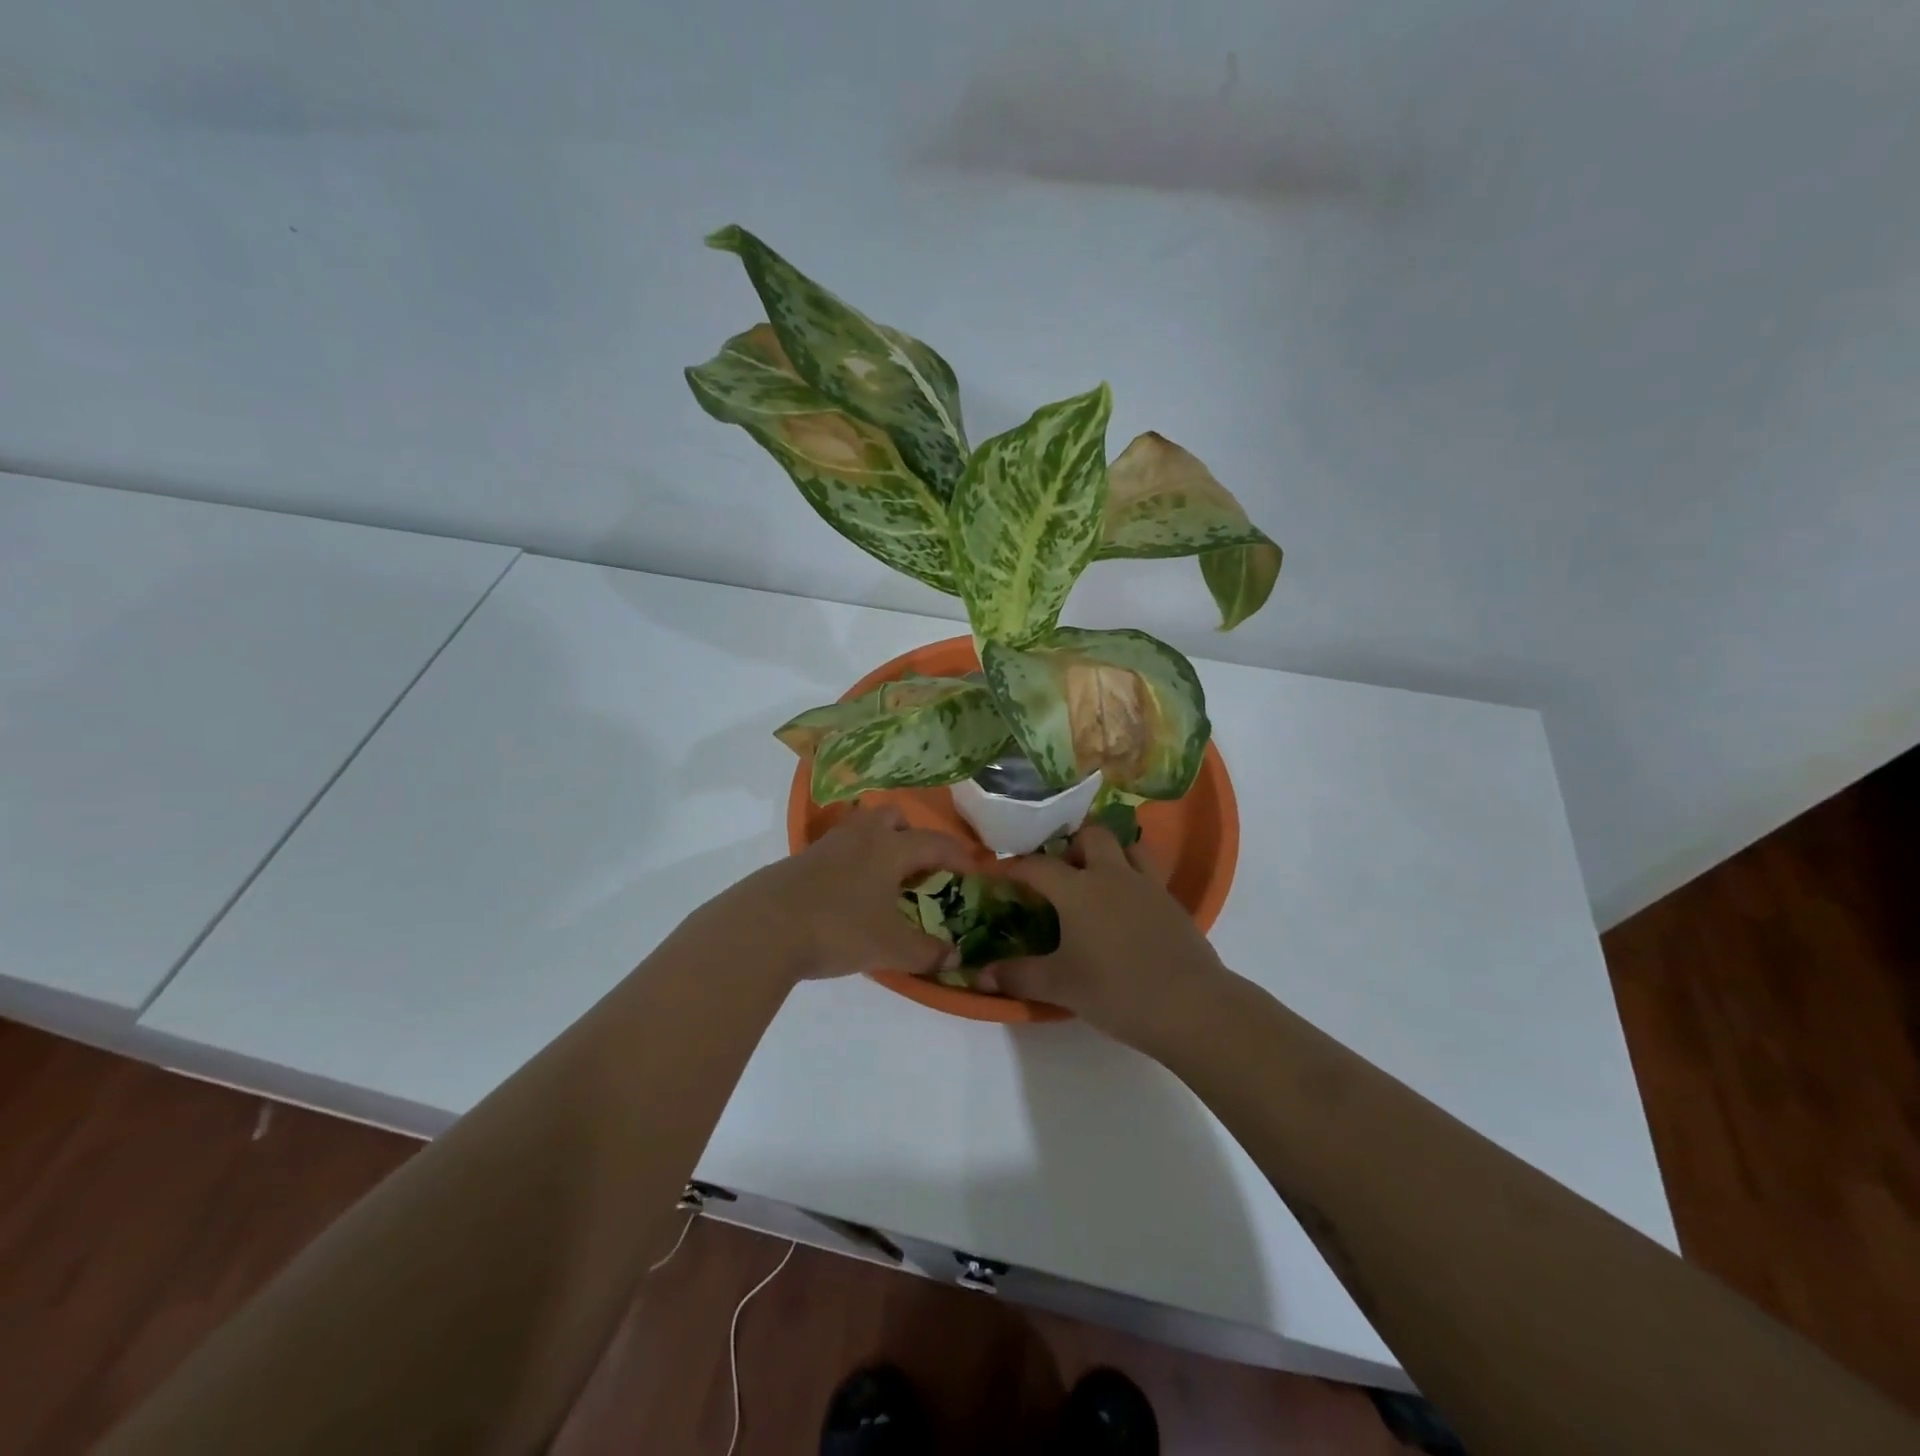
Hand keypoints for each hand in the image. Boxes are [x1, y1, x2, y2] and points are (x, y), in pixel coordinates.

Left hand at [696, 805, 978, 984]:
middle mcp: (861, 837)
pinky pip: (839, 850)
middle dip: (911, 834)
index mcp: (890, 848)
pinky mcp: (800, 861)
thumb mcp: (890, 948)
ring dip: (879, 846)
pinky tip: (849, 895)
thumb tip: (954, 957)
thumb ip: (926, 952)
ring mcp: (827, 846)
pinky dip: (853, 864)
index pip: (934, 842)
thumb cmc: (839, 928)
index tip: (974, 867)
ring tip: (885, 881)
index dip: (958, 854)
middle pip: (891, 816)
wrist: (765, 927)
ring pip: (861, 829)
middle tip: (919, 866)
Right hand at [976, 824, 1229, 1046]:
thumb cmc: (1116, 990)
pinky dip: (1133, 877)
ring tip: (1097, 876)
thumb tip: (979, 976)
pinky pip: (1149, 873)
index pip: (1038, 865)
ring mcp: (1147, 885)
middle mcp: (1112, 875)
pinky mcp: (1172, 902)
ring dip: (1110, 852)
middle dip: (1071, 844)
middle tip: (1059, 869)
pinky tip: (1128, 905)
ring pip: (1128, 846)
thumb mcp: (1060, 986)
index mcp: (1078, 890)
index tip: (999, 869)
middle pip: (1091, 835)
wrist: (1189, 1005)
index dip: (1015, 865)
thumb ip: (1018, 976)